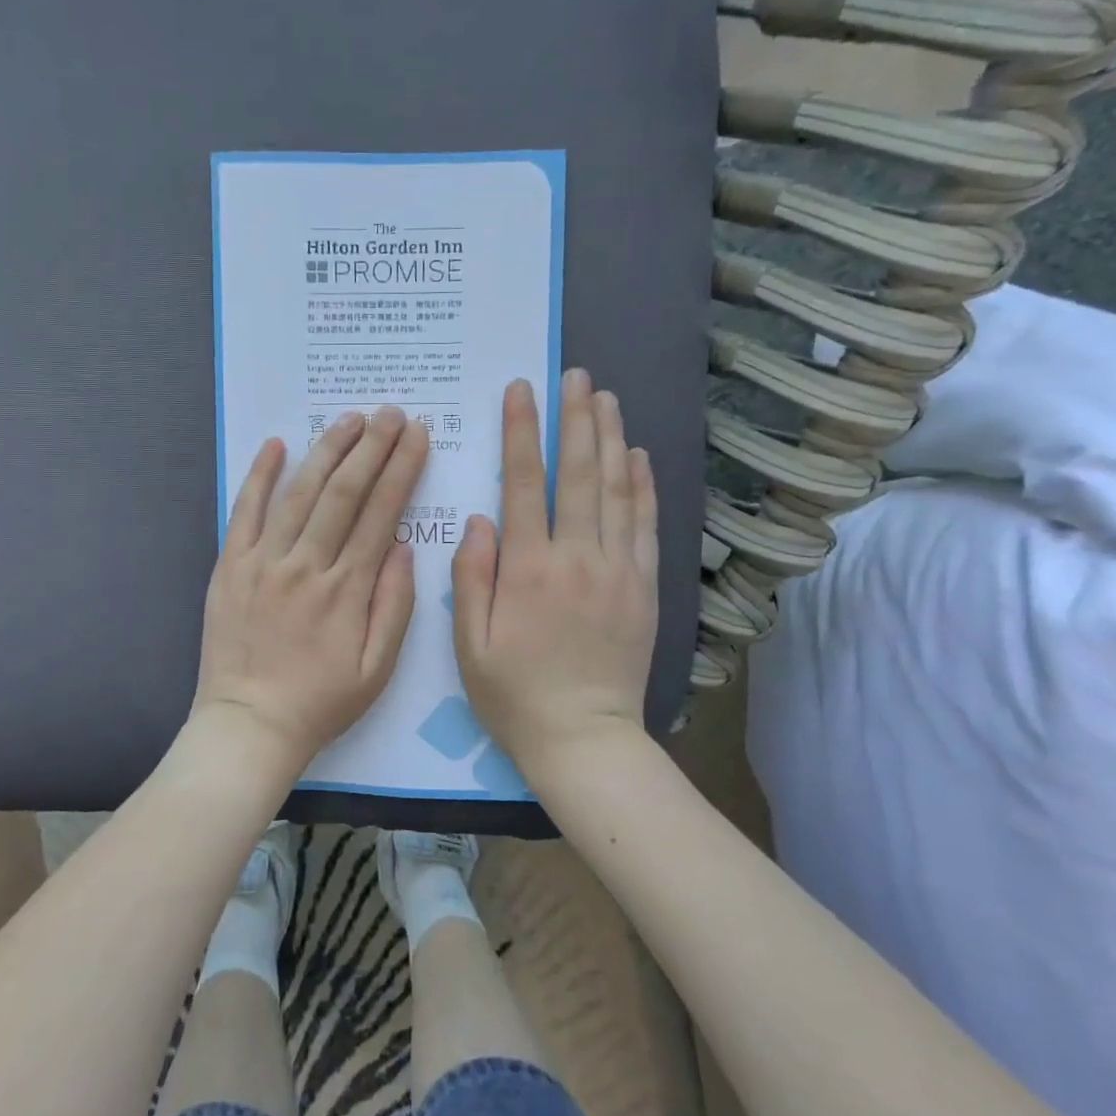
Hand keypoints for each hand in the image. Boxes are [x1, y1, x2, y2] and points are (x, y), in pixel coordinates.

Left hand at [193, 407, 428, 780]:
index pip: (381, 513)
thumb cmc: (320, 702)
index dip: (401, 469)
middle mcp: (306, 565)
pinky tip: (276, 444)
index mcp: (346, 589)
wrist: (248, 725)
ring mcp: (263, 562)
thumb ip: (395, 605)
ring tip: (350, 419)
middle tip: (391, 413)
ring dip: (326, 450)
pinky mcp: (229, 566)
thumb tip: (404, 545)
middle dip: (371, 447)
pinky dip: (259, 476)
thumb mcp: (377, 669)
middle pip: (343, 492)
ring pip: (299, 493)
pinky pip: (244, 511)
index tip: (417, 436)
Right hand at [451, 369, 659, 781]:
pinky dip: (643, 485)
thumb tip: (481, 520)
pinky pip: (646, 525)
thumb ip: (472, 578)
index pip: (523, 484)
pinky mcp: (644, 588)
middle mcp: (576, 558)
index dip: (520, 432)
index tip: (520, 390)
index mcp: (528, 570)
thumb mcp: (469, 645)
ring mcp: (617, 570)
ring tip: (605, 398)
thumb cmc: (515, 694)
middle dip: (574, 419)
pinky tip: (637, 455)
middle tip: (575, 376)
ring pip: (616, 490)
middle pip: (578, 473)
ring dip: (610, 439)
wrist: (585, 739)